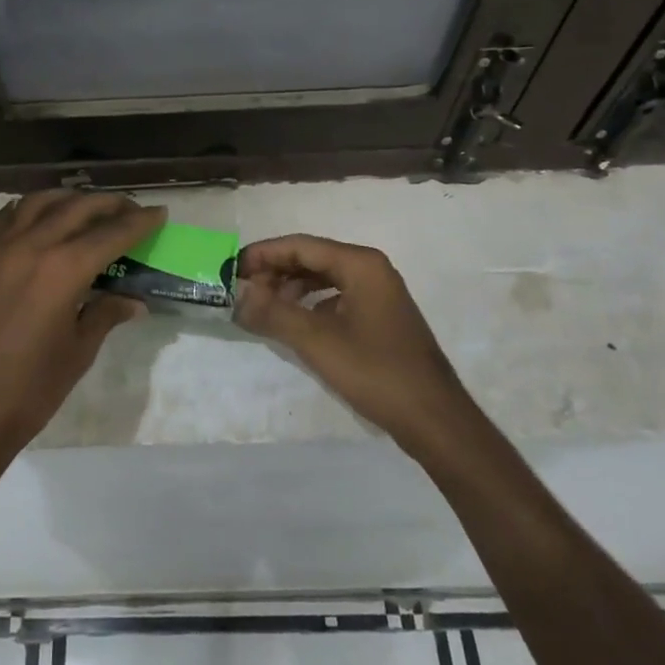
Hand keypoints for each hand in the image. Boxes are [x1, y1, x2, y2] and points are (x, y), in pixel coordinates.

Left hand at [0, 191, 165, 465]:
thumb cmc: (31, 389)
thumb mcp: (79, 351)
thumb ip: (106, 314)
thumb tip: (133, 300)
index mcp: (64, 269)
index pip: (112, 233)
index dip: (139, 222)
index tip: (159, 213)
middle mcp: (32, 246)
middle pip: (78, 208)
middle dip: (110, 204)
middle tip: (131, 210)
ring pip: (40, 202)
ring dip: (70, 199)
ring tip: (88, 208)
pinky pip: (6, 217)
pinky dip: (30, 209)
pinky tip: (41, 218)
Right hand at [234, 235, 468, 455]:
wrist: (433, 418)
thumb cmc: (375, 372)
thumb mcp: (316, 341)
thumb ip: (273, 313)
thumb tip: (237, 295)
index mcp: (360, 264)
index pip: (301, 246)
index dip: (263, 255)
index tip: (231, 269)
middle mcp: (371, 269)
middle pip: (312, 258)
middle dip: (275, 271)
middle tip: (243, 290)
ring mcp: (379, 293)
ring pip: (324, 278)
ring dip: (291, 288)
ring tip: (263, 307)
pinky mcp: (380, 316)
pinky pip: (336, 297)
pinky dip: (311, 304)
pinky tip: (295, 323)